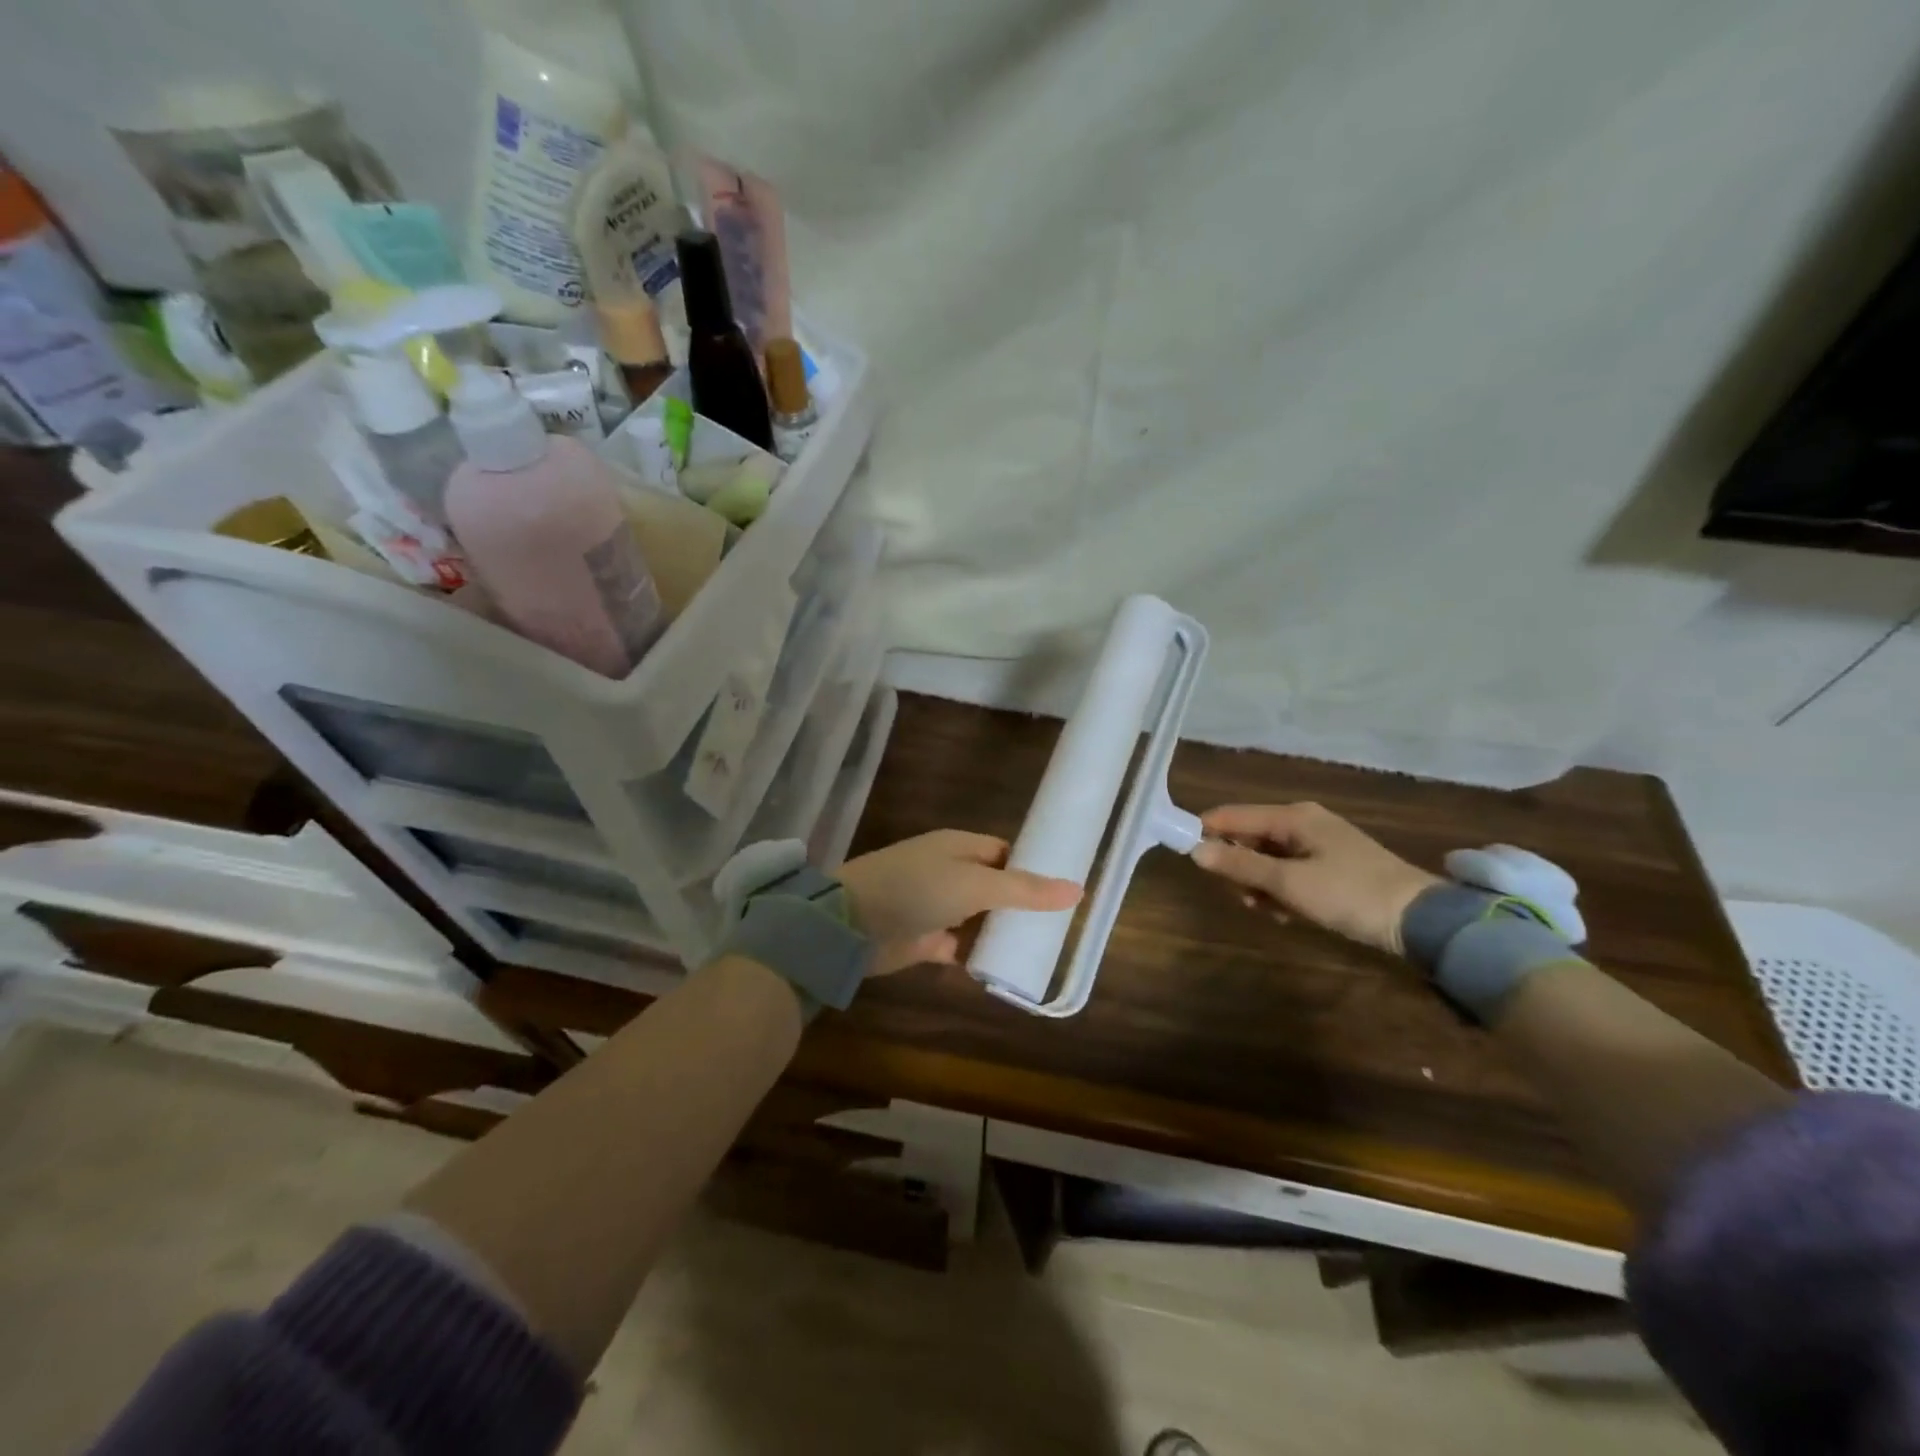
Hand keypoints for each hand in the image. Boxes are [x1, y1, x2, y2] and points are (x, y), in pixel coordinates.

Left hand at [838, 830, 1082, 975]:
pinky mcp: (925, 938)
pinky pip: (960, 946)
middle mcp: (949, 872)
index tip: (1063, 891)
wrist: (851, 924)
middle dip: (1021, 906)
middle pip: (994, 887)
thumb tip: (1077, 889)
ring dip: (1001, 933)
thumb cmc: (916, 889)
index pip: (1005, 853)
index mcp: (960, 847)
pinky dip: (978, 956)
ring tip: (1041, 951)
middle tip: (1058, 929)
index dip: (1032, 869)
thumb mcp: (976, 885)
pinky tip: (1004, 970)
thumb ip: (1024, 890)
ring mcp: (935, 906)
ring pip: (979, 918)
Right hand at [1191, 803, 1440, 955]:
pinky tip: (1288, 914)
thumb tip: (1195, 851)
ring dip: (1260, 884)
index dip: (1206, 832)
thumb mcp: (1289, 883)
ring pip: (1268, 858)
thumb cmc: (1349, 893)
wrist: (1421, 920)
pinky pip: (1289, 872)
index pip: (1232, 815)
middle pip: (1249, 837)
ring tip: (1269, 910)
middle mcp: (1303, 822)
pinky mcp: (1331, 867)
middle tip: (1242, 897)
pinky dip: (1282, 890)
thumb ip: (1240, 866)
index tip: (1185, 856)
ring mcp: (1319, 844)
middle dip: (1238, 866)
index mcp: (1293, 816)